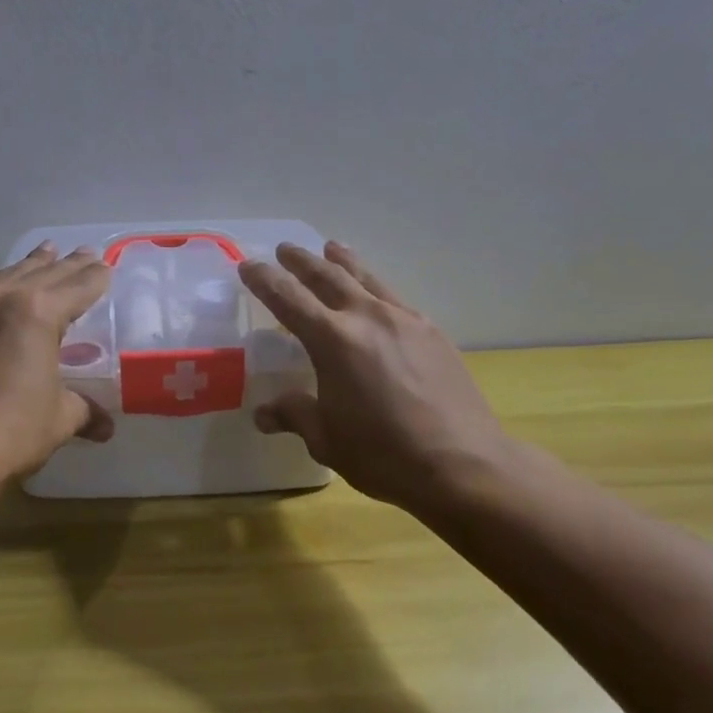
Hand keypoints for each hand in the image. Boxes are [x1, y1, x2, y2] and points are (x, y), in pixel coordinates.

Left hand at [0, 243, 114, 487]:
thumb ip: (84, 411)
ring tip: (43, 254)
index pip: (77, 286)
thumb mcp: (59, 419)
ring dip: (28, 267)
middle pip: (42, 272)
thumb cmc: (11, 431)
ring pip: (3, 278)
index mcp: (38, 312)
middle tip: (85, 252)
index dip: (96, 277)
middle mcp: (1, 299)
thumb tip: (104, 427)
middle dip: (67, 264)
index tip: (107, 266)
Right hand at [238, 241, 515, 515]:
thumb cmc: (384, 454)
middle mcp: (367, 317)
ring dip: (344, 261)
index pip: (288, 298)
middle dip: (302, 261)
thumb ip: (294, 415)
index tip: (248, 266)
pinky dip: (375, 287)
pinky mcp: (432, 332)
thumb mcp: (327, 439)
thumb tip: (265, 414)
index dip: (264, 280)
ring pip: (366, 278)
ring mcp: (405, 320)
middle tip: (285, 250)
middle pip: (328, 276)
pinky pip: (394, 298)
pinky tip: (376, 297)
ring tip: (332, 248)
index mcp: (333, 340)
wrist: (464, 464)